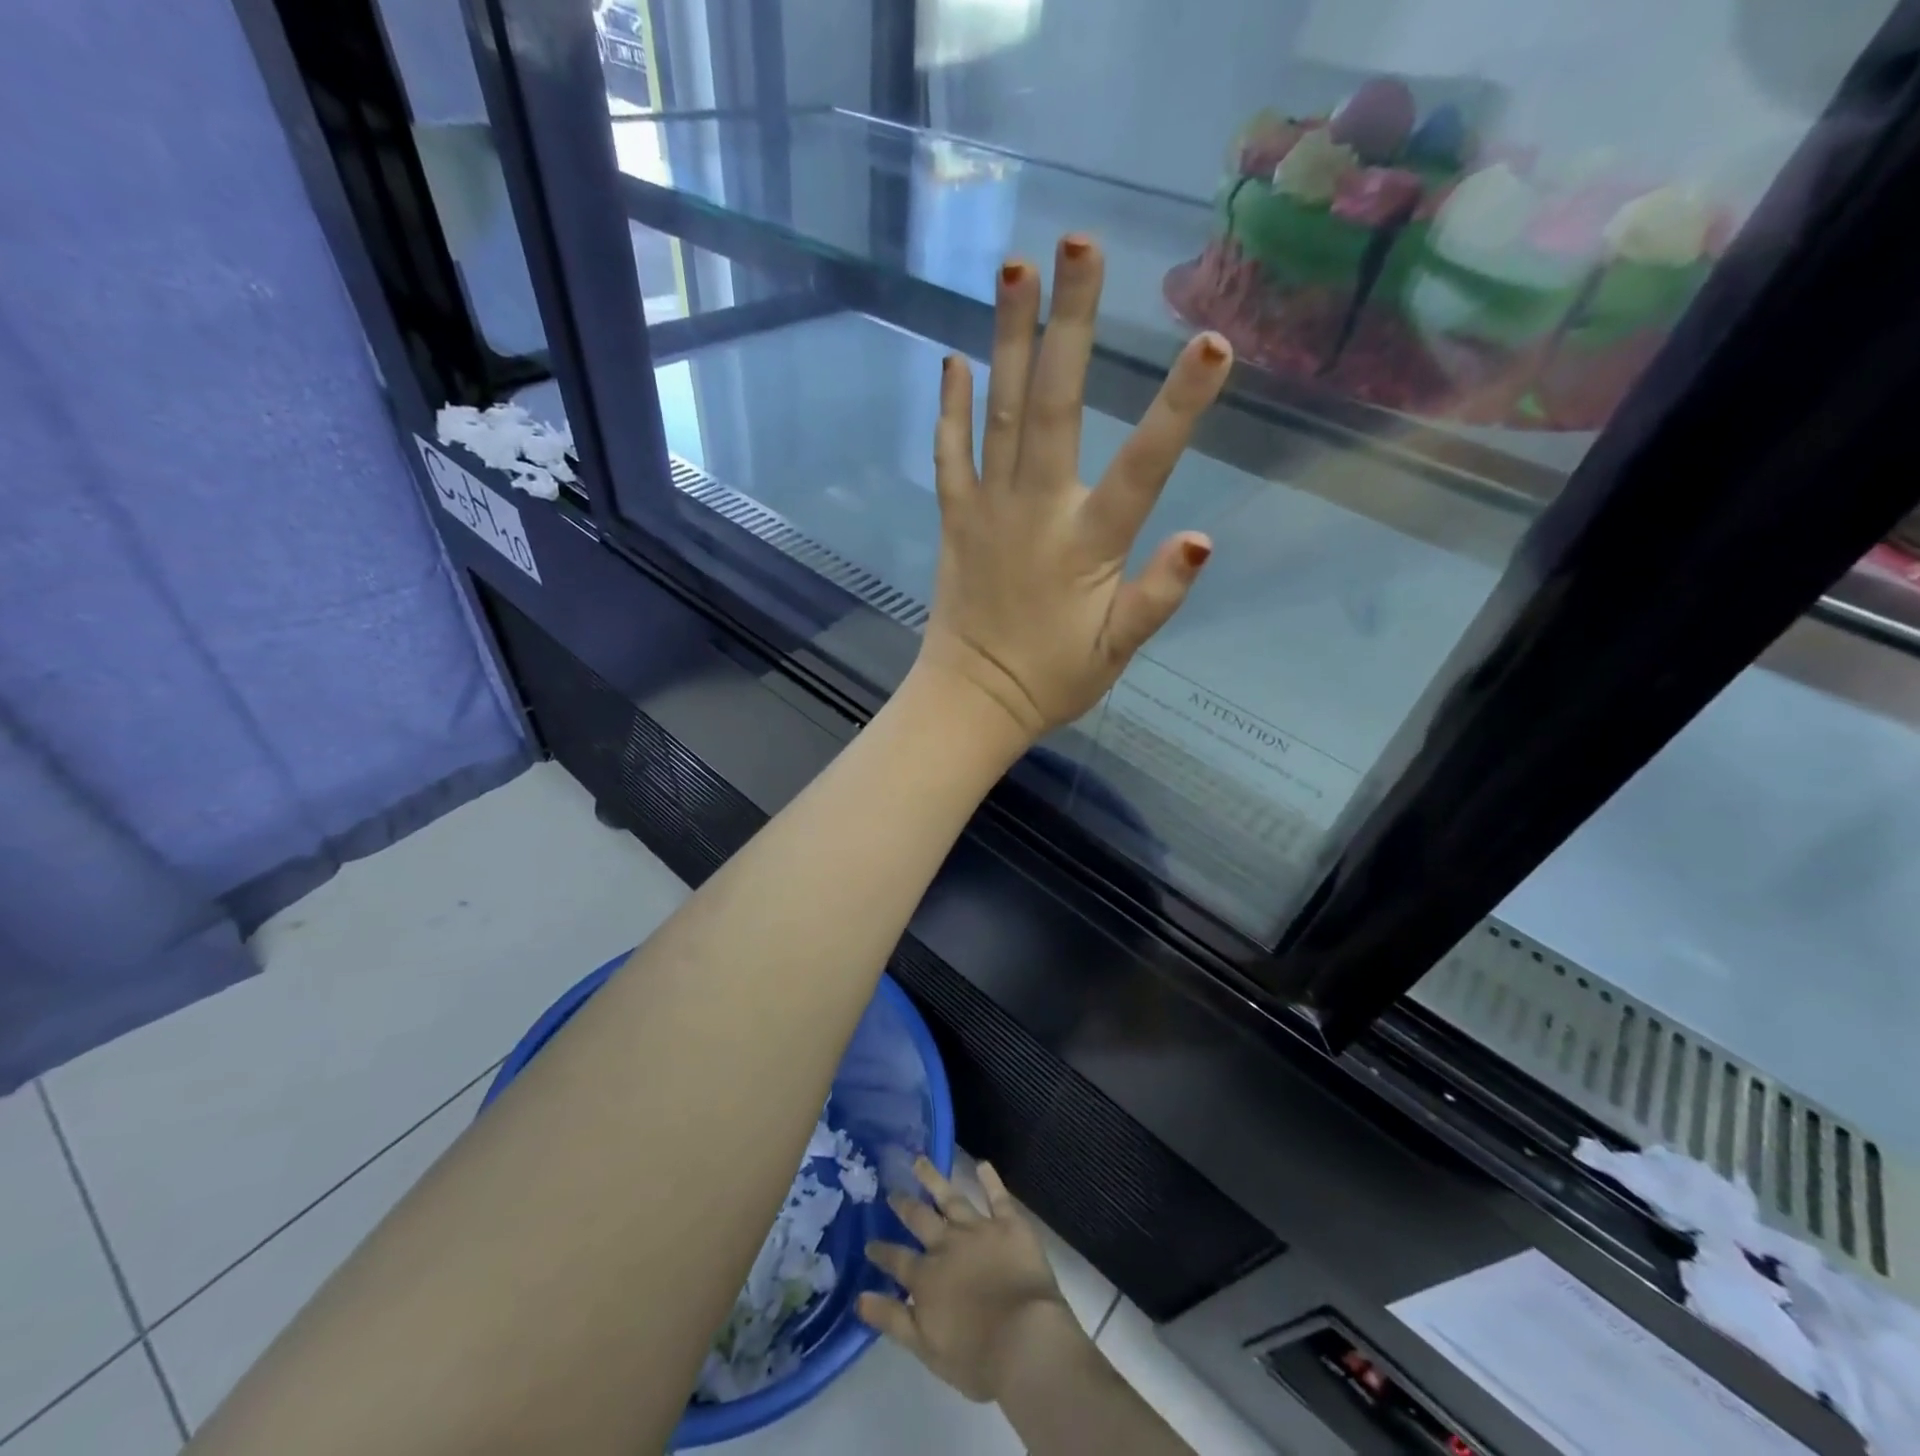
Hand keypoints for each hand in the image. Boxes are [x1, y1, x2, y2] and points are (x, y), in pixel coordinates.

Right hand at [856, 1158, 1087, 1403]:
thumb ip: (892, 1319)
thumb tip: (859, 1298)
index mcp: (926, 1276)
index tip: (869, 1242)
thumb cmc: (976, 1356)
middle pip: (921, 1218)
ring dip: (935, 1178)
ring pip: (952, 1197)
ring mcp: (978, 1229)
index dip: (882, 1251)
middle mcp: (947, 1244)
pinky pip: (998, 1196)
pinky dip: (990, 1179)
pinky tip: (982, 1163)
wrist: (1025, 1339)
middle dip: (904, 1204)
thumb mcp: (925, 1347)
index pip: (897, 1260)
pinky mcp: (1009, 1224)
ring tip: (920, 1160)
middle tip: (892, 1189)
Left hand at [912, 234, 1232, 744]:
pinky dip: (950, 408)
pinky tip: (953, 358)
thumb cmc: (1052, 679)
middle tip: (1078, 242)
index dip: (1179, 408)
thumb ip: (1158, 597)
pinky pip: (949, 455)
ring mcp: (987, 510)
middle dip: (1070, 323)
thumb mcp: (1118, 651)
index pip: (1143, 468)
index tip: (1213, 342)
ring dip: (1008, 339)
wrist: (972, 700)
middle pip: (1054, 408)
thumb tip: (1205, 539)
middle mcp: (1035, 511)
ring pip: (999, 414)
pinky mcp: (954, 518)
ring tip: (1014, 267)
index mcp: (1086, 545)